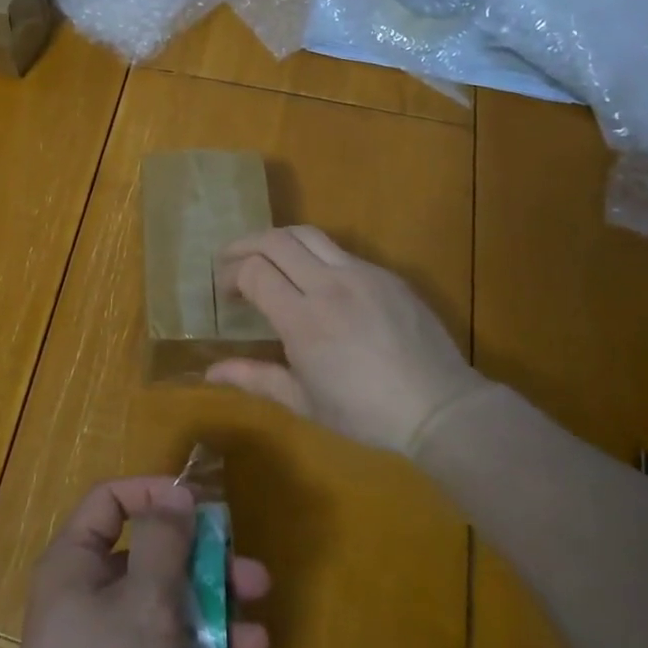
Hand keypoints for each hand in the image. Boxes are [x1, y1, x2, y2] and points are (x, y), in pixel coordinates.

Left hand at [0, 477, 271, 647]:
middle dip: (204, 565)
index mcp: (75, 562)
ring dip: (213, 616)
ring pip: (164, 611)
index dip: (154, 492)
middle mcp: (84, 596)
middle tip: (254, 575)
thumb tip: (176, 493)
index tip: (200, 504)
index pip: (111, 500)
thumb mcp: (144, 602)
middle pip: (149, 558)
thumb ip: (164, 541)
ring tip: (259, 634)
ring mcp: (102, 647)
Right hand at [209, 225, 484, 454]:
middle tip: (229, 260)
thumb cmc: (364, 412)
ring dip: (278, 240)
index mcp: (303, 319)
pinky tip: (312, 278)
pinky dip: (313, 255)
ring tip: (265, 257)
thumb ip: (254, 377)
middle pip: (275, 240)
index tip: (226, 294)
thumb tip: (209, 372)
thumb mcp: (303, 400)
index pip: (254, 270)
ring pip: (307, 234)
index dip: (231, 275)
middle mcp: (328, 285)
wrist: (438, 406)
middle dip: (244, 244)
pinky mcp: (384, 274)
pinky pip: (339, 251)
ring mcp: (360, 273)